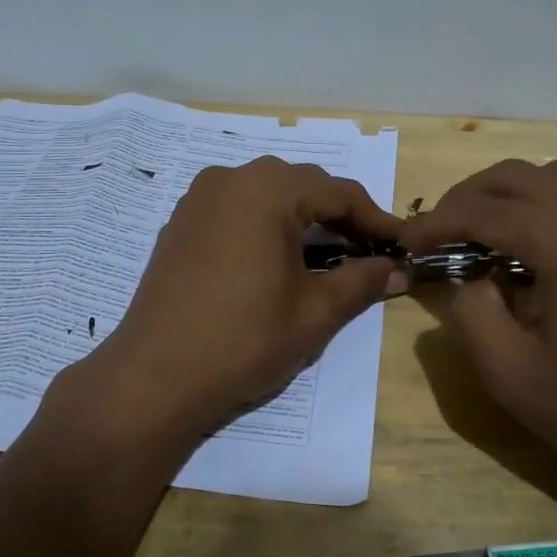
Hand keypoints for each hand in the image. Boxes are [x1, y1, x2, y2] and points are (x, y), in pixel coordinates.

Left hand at [93, 158, 405, 439]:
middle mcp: (230, 178)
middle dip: (339, 216)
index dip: (376, 220)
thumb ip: (362, 281)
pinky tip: (277, 259)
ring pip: (267, 194)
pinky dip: (266, 225)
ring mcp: (198, 198)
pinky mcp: (180, 223)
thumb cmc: (244, 340)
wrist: (154, 377)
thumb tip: (398, 270)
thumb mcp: (315, 312)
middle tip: (368, 251)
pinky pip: (237, 209)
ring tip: (327, 255)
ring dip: (302, 218)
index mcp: (267, 189)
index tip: (402, 245)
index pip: (338, 192)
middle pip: (302, 186)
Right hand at [402, 153, 556, 491]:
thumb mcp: (511, 374)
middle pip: (517, 176)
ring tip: (493, 228)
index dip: (435, 223)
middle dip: (468, 199)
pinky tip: (552, 242)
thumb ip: (468, 314)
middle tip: (439, 234)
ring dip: (516, 190)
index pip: (481, 210)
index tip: (406, 243)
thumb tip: (468, 280)